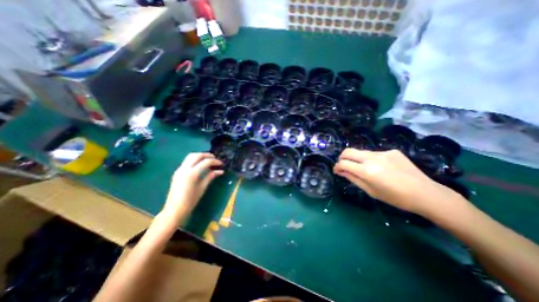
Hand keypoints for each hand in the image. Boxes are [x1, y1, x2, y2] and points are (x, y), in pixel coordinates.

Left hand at [162, 154, 224, 223]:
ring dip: (200, 156)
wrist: (174, 210)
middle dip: (206, 155)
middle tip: (215, 158)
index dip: (215, 161)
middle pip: (196, 155)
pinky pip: (187, 162)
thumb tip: (220, 171)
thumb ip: (210, 176)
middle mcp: (184, 169)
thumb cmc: (190, 201)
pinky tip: (200, 165)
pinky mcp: (177, 172)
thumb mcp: (202, 188)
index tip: (221, 164)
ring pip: (190, 156)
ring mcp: (179, 170)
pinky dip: (195, 160)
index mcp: (191, 173)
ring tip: (208, 160)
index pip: (205, 162)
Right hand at [334, 148, 458, 214]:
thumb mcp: (370, 191)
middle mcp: (372, 158)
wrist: (426, 193)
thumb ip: (353, 178)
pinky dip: (370, 159)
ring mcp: (383, 152)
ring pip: (361, 152)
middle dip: (342, 158)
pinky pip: (374, 153)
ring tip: (365, 169)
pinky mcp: (391, 151)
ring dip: (357, 159)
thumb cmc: (395, 198)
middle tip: (344, 166)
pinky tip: (381, 168)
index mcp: (367, 171)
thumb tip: (340, 171)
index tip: (337, 171)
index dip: (337, 167)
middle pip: (348, 151)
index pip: (343, 163)